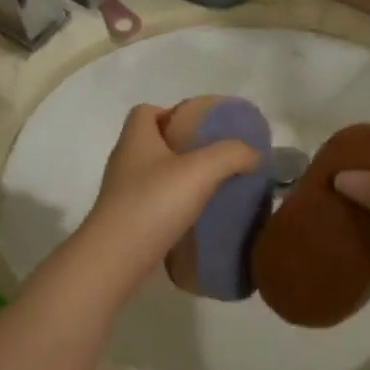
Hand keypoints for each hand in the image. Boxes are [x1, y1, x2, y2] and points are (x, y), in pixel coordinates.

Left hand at [82, 105, 261, 286]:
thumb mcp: (202, 170)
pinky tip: (195, 216)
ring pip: (153, 174)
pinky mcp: (126, 220)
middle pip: (152, 142)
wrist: (115, 258)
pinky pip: (153, 202)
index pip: (147, 111)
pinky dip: (172, 204)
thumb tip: (254, 154)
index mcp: (136, 138)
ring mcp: (122, 192)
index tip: (200, 129)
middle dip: (182, 147)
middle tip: (214, 159)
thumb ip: (232, 155)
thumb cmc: (154, 202)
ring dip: (179, 178)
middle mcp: (125, 160)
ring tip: (210, 188)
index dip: (172, 113)